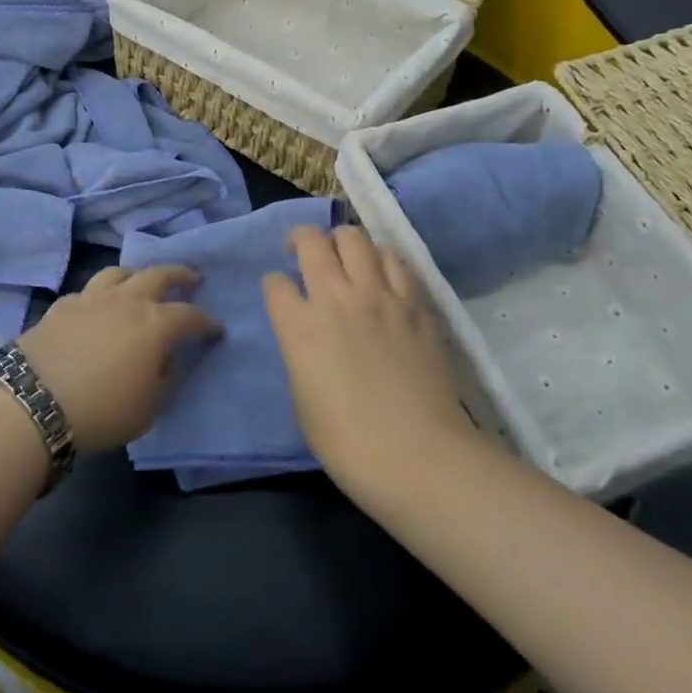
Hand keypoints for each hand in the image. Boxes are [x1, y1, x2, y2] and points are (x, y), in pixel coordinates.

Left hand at [17, 266, 220, 451]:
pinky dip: (100, 294)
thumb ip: (163, 381)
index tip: (215, 328)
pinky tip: (98, 305)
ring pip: (119, 272)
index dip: (205, 322)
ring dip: (136, 273)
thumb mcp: (147, 410)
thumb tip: (165, 361)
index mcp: (154, 324)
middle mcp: (126, 301)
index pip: (189, 315)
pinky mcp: (62, 305)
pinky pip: (88, 291)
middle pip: (158, 275)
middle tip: (190, 278)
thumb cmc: (102, 410)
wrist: (34, 400)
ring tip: (141, 279)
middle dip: (178, 274)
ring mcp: (91, 298)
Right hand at [264, 225, 477, 494]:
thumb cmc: (348, 442)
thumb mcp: (302, 398)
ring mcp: (379, 295)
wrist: (417, 454)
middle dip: (301, 240)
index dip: (274, 286)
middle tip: (303, 252)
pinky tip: (382, 276)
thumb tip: (309, 335)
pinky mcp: (415, 303)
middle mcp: (336, 297)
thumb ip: (300, 352)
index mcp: (300, 326)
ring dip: (343, 242)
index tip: (281, 295)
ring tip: (346, 258)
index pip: (275, 283)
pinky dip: (382, 260)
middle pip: (312, 241)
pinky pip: (395, 261)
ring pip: (355, 238)